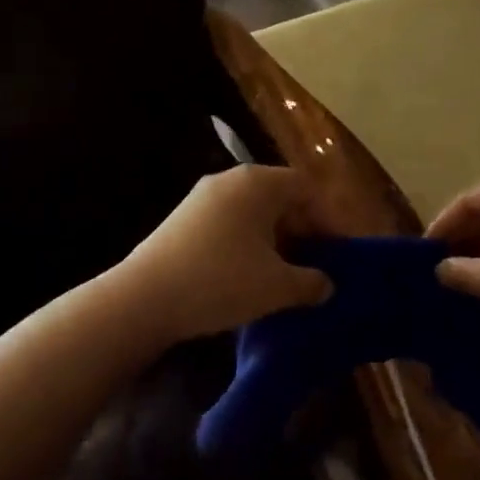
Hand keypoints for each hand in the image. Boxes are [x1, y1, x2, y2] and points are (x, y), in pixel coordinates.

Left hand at [114, 165, 332, 341]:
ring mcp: (202, 196)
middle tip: (313, 265)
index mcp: (258, 183)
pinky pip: (229, 222)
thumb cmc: (221, 281)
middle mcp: (231, 179)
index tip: (337, 253)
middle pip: (279, 196)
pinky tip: (247, 275)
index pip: (306, 188)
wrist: (143, 299)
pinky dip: (247, 242)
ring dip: (274, 239)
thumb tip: (327, 285)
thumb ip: (311, 283)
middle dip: (301, 230)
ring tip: (282, 274)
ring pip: (253, 211)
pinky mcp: (182, 218)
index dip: (328, 219)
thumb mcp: (276, 287)